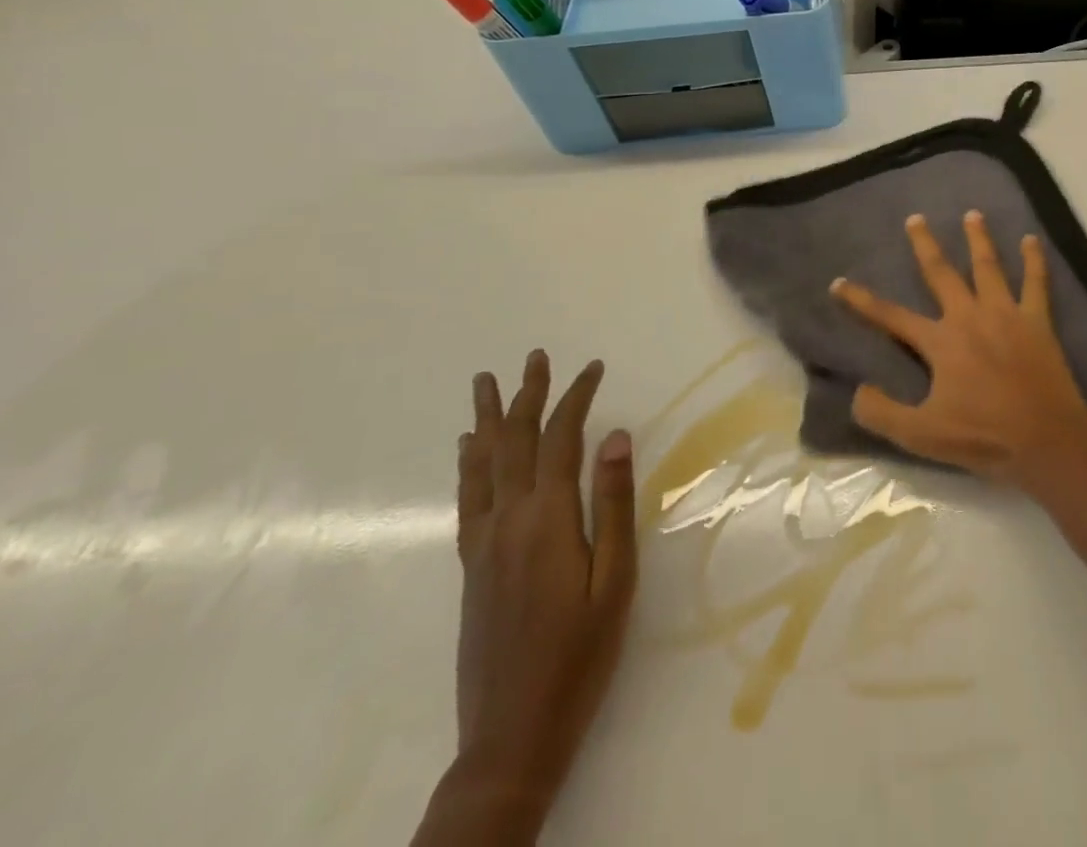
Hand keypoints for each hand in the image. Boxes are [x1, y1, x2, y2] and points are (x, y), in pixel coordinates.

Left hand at [452, 351, 637, 820]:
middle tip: (535, 356)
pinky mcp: (472, 566)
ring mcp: (484, 544)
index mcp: (548, 519)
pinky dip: (468, 465)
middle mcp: (508, 520)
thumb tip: (616, 436)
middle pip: (516, 442)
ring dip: (489, 420)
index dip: (576, 398)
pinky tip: (468, 450)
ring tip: (486, 384)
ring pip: (483, 465)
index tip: (593, 367)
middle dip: (528, 396)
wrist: (512, 732)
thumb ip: (614, 503)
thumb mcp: (615, 577)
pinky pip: (468, 499)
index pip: (561, 439)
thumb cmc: (581, 651)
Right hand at [830, 211, 1086, 487]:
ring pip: (988, 267)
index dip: (862, 301)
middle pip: (942, 273)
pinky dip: (1034, 260)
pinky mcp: (1037, 321)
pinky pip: (1036, 282)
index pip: (891, 316)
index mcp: (941, 342)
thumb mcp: (921, 435)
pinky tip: (1032, 240)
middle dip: (925, 245)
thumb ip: (883, 413)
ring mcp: (1006, 314)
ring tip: (972, 214)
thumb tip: (857, 390)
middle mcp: (970, 317)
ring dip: (978, 239)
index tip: (839, 282)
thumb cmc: (983, 437)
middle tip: (916, 218)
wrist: (1045, 439)